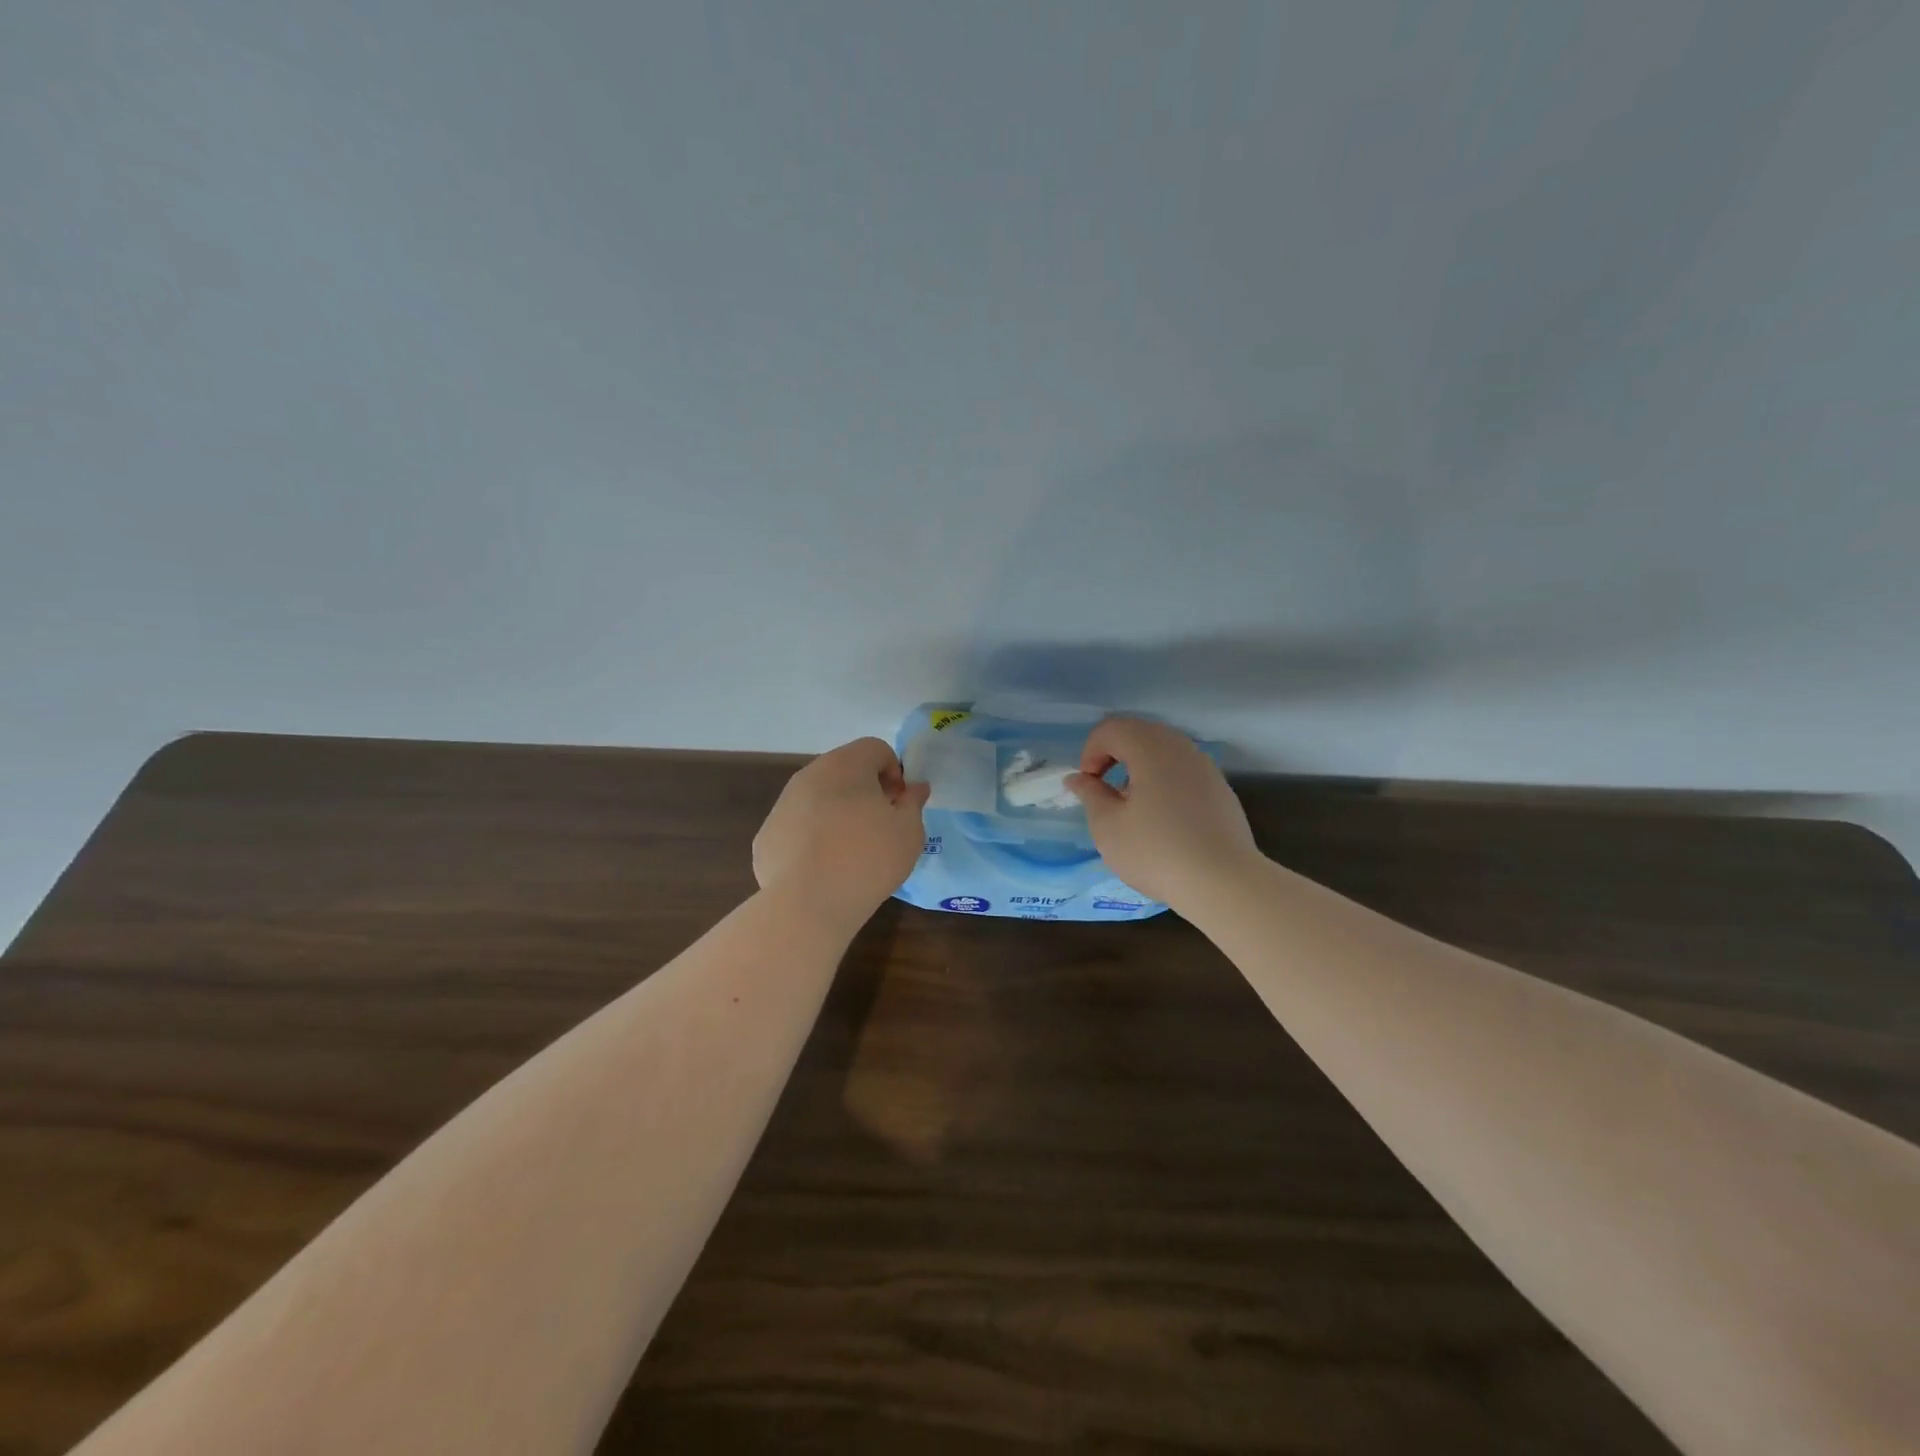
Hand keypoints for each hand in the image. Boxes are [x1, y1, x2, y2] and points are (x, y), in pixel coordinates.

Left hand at [753, 737, 930, 928]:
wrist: (808, 904)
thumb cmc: (868, 859)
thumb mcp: (909, 832)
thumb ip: (913, 803)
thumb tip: (914, 788)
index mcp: (846, 765)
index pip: (876, 748)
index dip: (894, 772)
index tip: (899, 805)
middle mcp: (809, 775)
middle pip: (844, 770)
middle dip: (865, 791)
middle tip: (880, 826)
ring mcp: (782, 805)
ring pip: (817, 798)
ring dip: (836, 813)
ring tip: (850, 851)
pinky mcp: (766, 836)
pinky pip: (797, 827)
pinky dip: (811, 839)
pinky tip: (822, 869)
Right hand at [1067, 717, 1258, 907]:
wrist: (1224, 882)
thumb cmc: (1156, 852)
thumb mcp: (1108, 826)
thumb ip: (1090, 795)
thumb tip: (1078, 778)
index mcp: (1150, 749)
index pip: (1112, 729)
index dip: (1091, 751)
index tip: (1088, 785)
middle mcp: (1181, 748)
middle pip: (1140, 733)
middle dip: (1114, 755)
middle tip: (1104, 790)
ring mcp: (1205, 767)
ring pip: (1164, 751)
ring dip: (1140, 768)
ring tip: (1132, 806)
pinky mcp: (1220, 789)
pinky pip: (1183, 771)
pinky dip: (1164, 781)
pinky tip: (1163, 819)